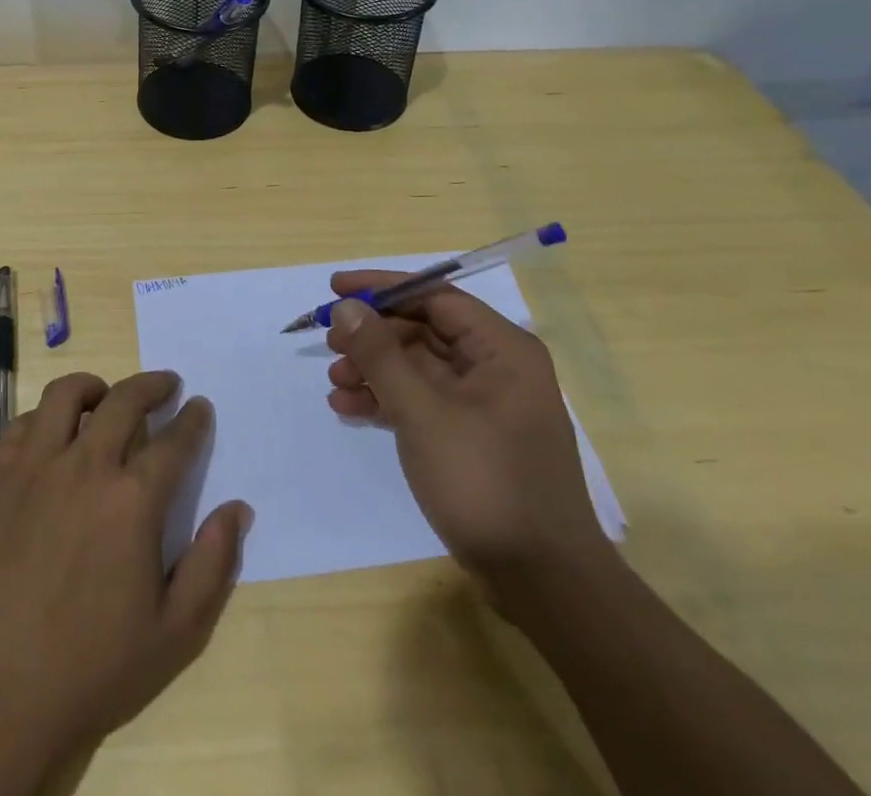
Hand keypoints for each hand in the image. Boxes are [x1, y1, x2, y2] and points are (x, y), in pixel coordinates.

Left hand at [0, 370, 252, 771]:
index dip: (192, 420)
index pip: (174, 441)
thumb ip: (212, 564)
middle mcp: (85, 466)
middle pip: (124, 400)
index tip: (200, 407)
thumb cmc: (92, 668)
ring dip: (94, 387)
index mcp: (132, 500)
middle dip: (152, 385)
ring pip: (66, 395)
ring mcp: (35, 467)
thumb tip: (238, 509)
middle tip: (166, 384)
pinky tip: (53, 434)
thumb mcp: (175, 633)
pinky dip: (45, 417)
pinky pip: (22, 424)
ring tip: (105, 396)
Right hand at [323, 270, 607, 598]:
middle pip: (423, 330)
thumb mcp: (423, 412)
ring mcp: (486, 404)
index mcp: (502, 349)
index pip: (434, 296)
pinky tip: (349, 409)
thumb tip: (346, 307)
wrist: (542, 582)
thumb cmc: (485, 481)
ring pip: (419, 367)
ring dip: (374, 370)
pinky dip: (388, 400)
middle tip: (329, 344)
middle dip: (373, 337)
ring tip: (334, 384)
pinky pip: (423, 400)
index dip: (382, 288)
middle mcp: (497, 367)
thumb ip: (380, 354)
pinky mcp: (473, 436)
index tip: (335, 289)